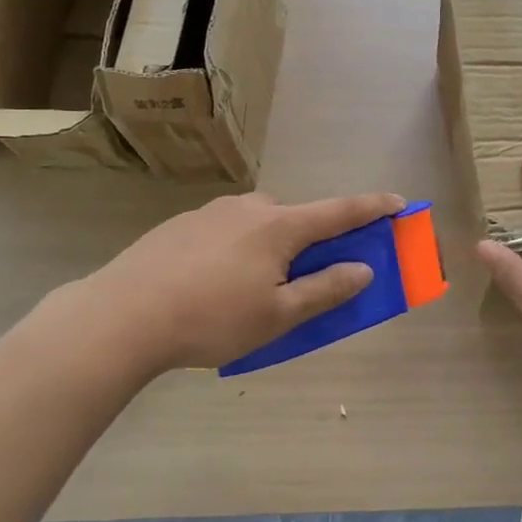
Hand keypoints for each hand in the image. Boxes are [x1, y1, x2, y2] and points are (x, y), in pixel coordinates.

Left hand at [51, 190, 406, 378]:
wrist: (122, 315)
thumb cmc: (212, 319)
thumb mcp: (278, 315)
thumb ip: (325, 289)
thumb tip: (364, 269)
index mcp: (279, 226)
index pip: (339, 211)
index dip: (372, 208)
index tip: (399, 202)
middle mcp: (249, 208)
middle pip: (295, 219)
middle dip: (308, 241)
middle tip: (301, 279)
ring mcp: (211, 212)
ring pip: (257, 224)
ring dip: (269, 246)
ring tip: (248, 289)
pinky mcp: (180, 224)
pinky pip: (225, 231)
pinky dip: (235, 250)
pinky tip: (211, 284)